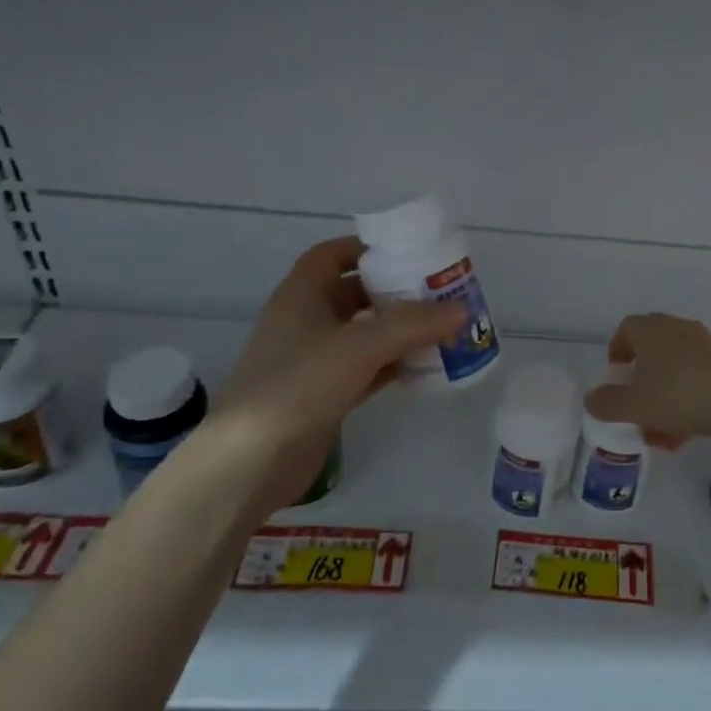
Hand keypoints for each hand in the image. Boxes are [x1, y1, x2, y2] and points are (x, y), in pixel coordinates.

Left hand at [210, 237, 461, 501]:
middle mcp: (305, 323)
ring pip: (363, 334)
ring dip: (398, 330)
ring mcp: (313, 362)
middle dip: (393, 291)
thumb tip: (461, 309)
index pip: (331, 255)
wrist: (250, 462)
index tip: (407, 253)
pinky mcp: (323, 396)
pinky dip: (393, 365)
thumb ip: (412, 325)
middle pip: (353, 294)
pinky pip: (366, 369)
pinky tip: (425, 367)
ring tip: (442, 327)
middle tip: (437, 292)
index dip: (365, 248)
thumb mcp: (359, 346)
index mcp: (300, 296)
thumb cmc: (298, 386)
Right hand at [582, 313, 710, 449]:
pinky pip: (699, 379)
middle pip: (652, 350)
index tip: (616, 375)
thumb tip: (592, 399)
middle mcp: (677, 329)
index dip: (618, 350)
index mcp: (651, 330)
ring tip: (662, 433)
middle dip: (642, 381)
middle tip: (637, 407)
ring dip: (665, 397)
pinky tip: (689, 431)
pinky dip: (688, 400)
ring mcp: (706, 344)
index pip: (627, 329)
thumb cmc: (680, 394)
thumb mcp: (634, 405)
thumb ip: (607, 403)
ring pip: (676, 369)